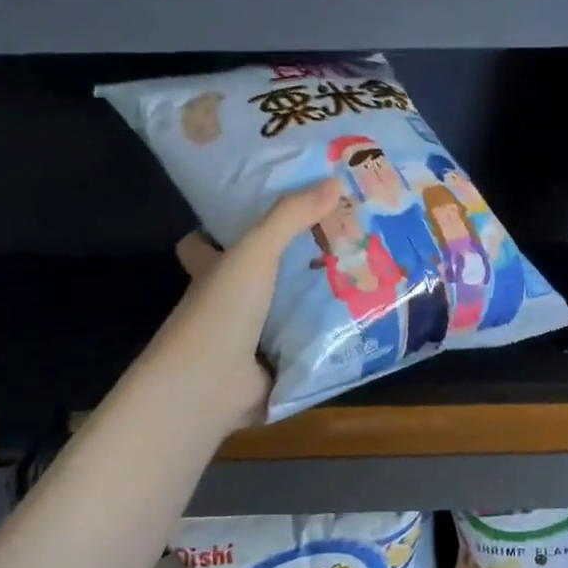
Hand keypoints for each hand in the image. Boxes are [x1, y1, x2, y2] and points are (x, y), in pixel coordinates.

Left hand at [170, 179, 344, 433]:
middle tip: (338, 240)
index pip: (203, 245)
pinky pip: (305, 344)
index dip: (220, 230)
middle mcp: (226, 304)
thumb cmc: (221, 312)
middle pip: (257, 277)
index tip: (259, 212)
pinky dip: (326, 337)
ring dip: (316, 300)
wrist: (209, 386)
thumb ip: (290, 218)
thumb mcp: (255, 253)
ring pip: (285, 311)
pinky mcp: (273, 366)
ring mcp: (248, 338)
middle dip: (291, 263)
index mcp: (211, 273)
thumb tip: (335, 181)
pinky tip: (362, 322)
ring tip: (364, 275)